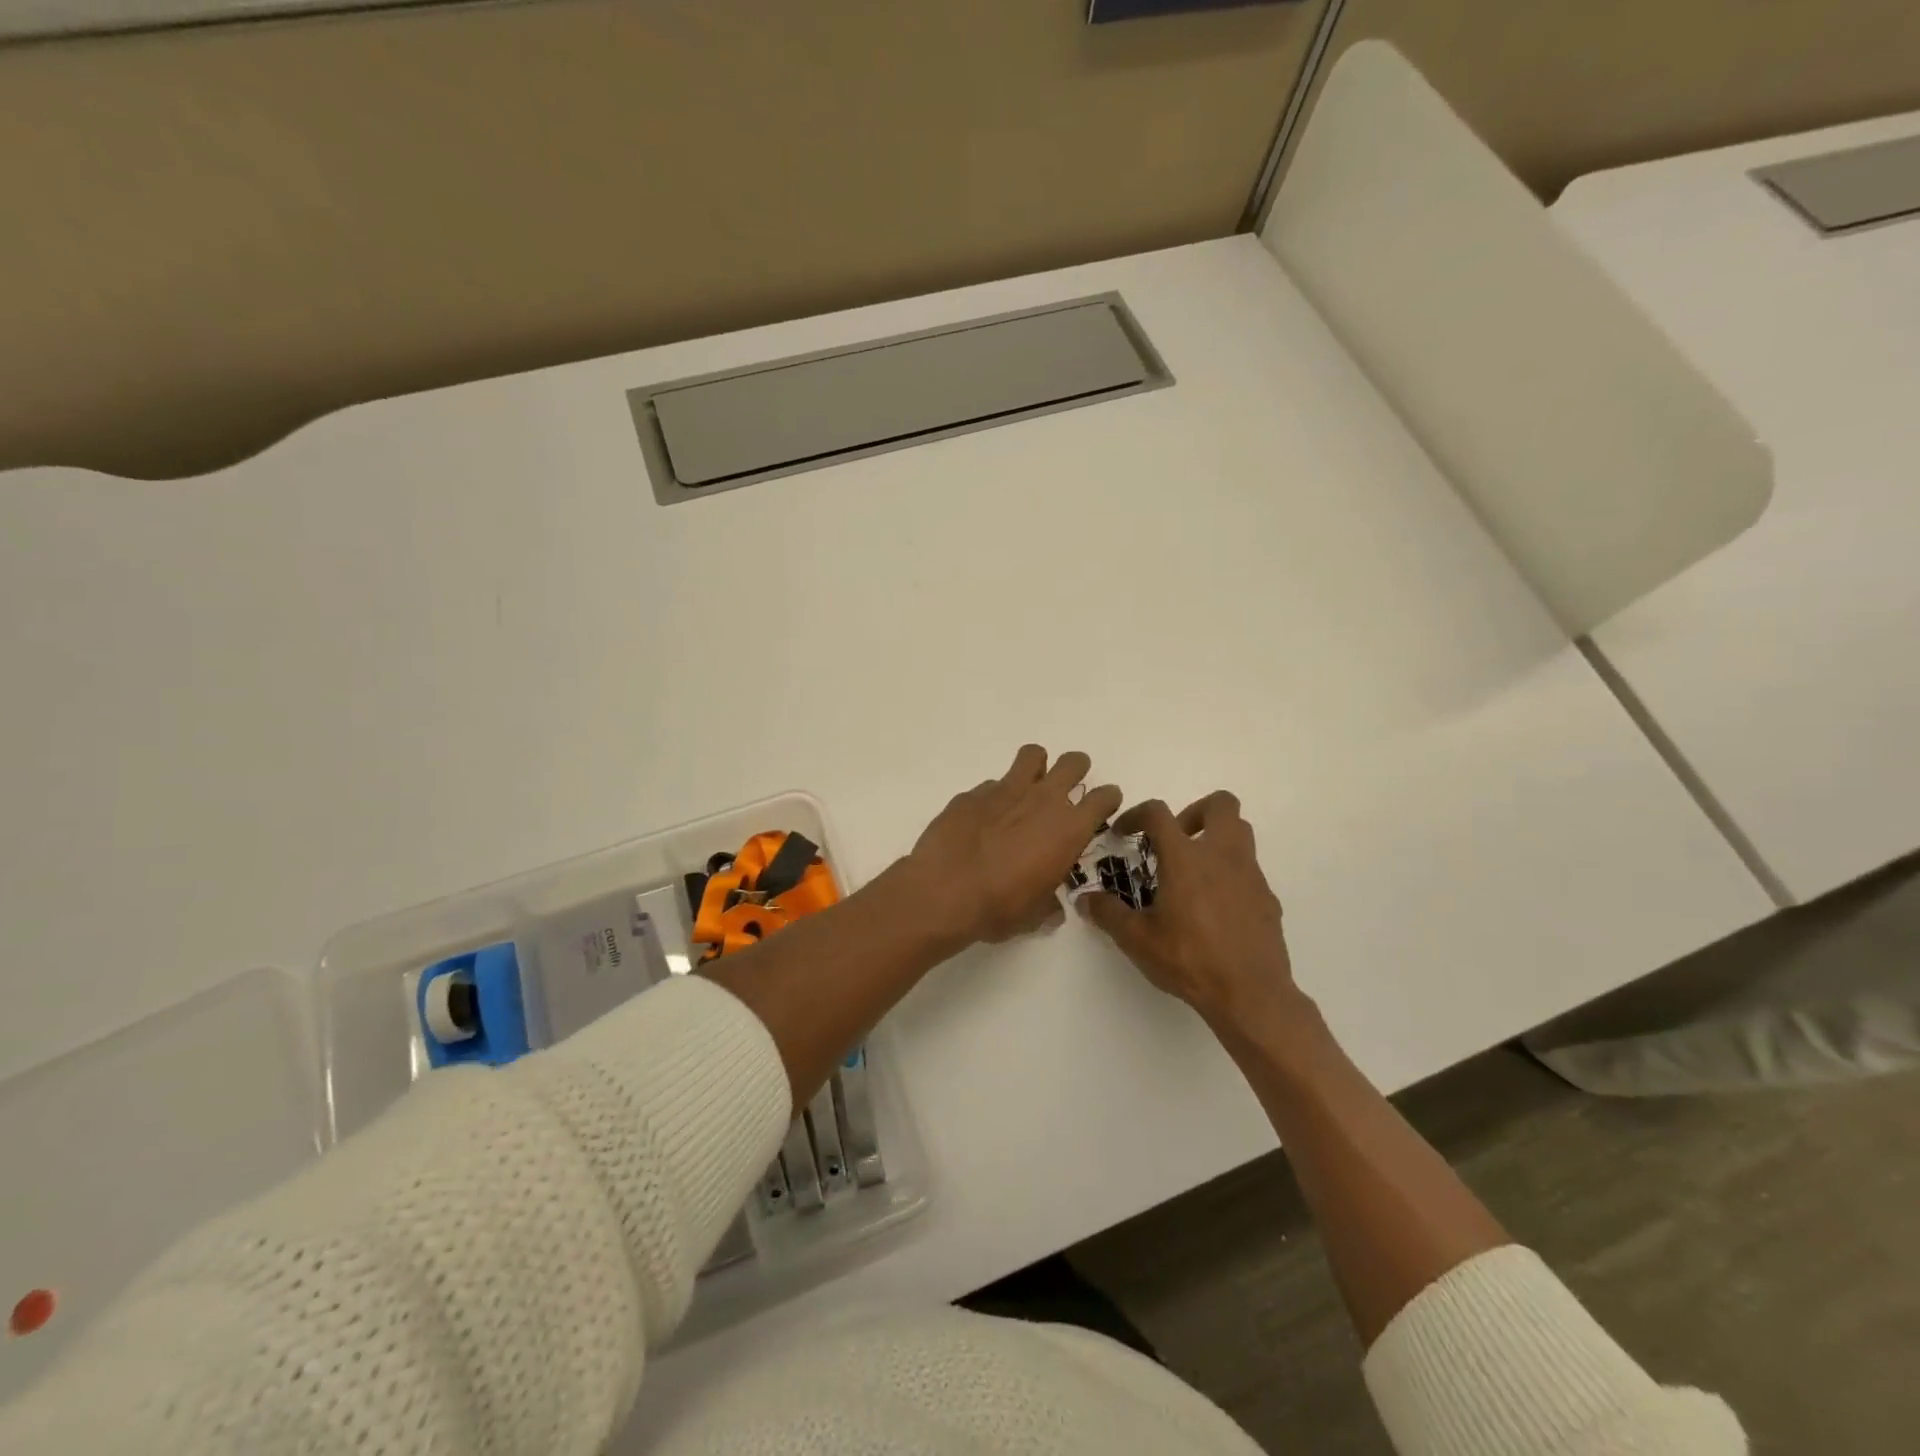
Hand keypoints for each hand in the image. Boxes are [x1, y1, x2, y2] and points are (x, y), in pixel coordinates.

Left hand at [907, 745, 1122, 945]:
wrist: (944, 891)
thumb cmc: (999, 907)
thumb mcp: (1034, 915)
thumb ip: (1048, 905)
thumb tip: (1051, 908)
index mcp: (1069, 829)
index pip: (1104, 798)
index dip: (1107, 798)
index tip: (1102, 805)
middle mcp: (1043, 801)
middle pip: (1073, 763)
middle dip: (1076, 770)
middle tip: (1068, 787)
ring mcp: (1006, 790)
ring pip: (1033, 755)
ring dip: (1037, 766)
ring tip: (1028, 787)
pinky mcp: (973, 793)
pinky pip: (992, 784)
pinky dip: (995, 796)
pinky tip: (984, 819)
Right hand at [1080, 792, 1302, 1034]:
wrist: (1250, 994)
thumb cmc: (1188, 960)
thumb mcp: (1137, 939)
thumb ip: (1108, 913)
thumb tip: (1085, 900)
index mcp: (1185, 858)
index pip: (1159, 813)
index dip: (1136, 814)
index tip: (1123, 833)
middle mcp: (1221, 855)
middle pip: (1221, 804)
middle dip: (1195, 811)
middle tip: (1175, 840)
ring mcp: (1250, 874)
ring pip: (1241, 832)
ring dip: (1216, 837)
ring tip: (1194, 869)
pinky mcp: (1267, 897)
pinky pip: (1249, 869)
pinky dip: (1230, 873)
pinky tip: (1215, 906)